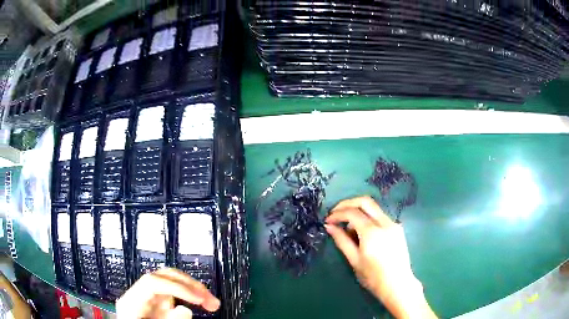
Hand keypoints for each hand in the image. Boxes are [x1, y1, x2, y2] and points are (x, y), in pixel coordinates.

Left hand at [116, 268, 219, 318]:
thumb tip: (185, 310)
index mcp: (131, 301)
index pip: (152, 283)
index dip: (178, 287)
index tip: (200, 300)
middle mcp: (139, 295)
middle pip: (163, 277)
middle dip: (189, 285)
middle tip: (211, 300)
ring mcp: (147, 298)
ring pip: (170, 283)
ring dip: (193, 289)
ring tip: (211, 302)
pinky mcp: (155, 304)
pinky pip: (172, 295)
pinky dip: (188, 296)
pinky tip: (199, 303)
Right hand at [326, 196, 435, 318]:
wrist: (397, 284)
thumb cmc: (373, 277)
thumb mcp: (354, 260)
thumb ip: (342, 240)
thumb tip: (329, 226)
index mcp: (372, 232)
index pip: (352, 213)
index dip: (337, 214)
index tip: (328, 220)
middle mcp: (385, 223)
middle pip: (365, 201)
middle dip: (347, 203)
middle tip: (335, 213)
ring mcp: (393, 224)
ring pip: (373, 208)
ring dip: (358, 211)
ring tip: (348, 229)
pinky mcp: (397, 228)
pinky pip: (380, 216)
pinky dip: (368, 219)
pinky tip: (362, 233)